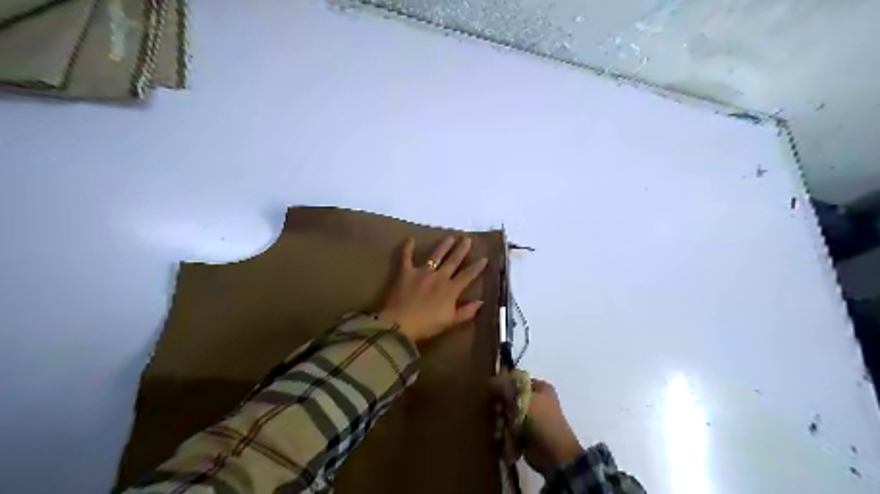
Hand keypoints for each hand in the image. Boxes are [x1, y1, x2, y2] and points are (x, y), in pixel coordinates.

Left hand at [378, 236, 488, 343]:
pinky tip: (410, 239)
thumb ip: (467, 311)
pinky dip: (407, 248)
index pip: (467, 275)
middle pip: (453, 261)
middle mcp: (439, 277)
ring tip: (450, 237)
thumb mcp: (450, 322)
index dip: (477, 267)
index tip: (484, 258)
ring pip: (436, 255)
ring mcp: (422, 272)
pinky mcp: (406, 272)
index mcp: (451, 290)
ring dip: (444, 245)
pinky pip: (406, 257)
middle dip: (462, 250)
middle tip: (468, 239)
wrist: (400, 324)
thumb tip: (481, 302)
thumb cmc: (427, 325)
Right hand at [493, 376, 582, 475]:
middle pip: (508, 398)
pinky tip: (504, 439)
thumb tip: (490, 379)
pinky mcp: (524, 434)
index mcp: (539, 388)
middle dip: (501, 408)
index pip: (515, 380)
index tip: (494, 395)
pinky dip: (505, 434)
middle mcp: (535, 400)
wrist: (555, 455)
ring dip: (501, 423)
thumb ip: (506, 388)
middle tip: (499, 415)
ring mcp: (530, 418)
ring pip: (507, 415)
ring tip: (501, 431)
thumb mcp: (524, 399)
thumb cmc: (542, 421)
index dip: (502, 386)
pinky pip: (509, 429)